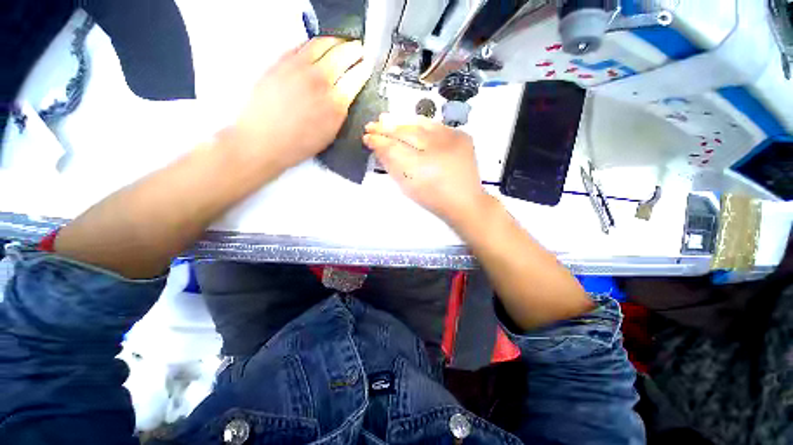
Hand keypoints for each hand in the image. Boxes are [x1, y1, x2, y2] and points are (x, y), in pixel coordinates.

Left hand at [231, 37, 369, 174]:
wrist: (265, 140)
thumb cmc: (297, 143)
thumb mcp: (330, 133)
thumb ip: (341, 111)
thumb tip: (345, 95)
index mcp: (335, 103)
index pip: (356, 77)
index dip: (364, 68)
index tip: (367, 65)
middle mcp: (320, 81)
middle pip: (343, 54)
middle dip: (354, 49)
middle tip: (358, 49)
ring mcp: (299, 68)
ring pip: (323, 43)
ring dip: (336, 41)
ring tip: (341, 42)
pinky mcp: (281, 62)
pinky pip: (302, 45)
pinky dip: (314, 43)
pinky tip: (318, 46)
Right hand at [363, 114, 489, 223]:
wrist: (464, 201)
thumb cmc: (432, 198)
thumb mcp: (408, 186)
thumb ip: (392, 165)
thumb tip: (378, 146)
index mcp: (421, 168)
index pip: (394, 147)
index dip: (378, 140)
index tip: (366, 137)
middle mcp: (437, 149)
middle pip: (406, 132)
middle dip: (386, 128)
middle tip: (372, 125)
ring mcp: (452, 140)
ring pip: (421, 124)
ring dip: (402, 121)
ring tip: (386, 119)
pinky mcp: (462, 136)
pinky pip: (436, 125)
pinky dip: (421, 124)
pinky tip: (410, 123)